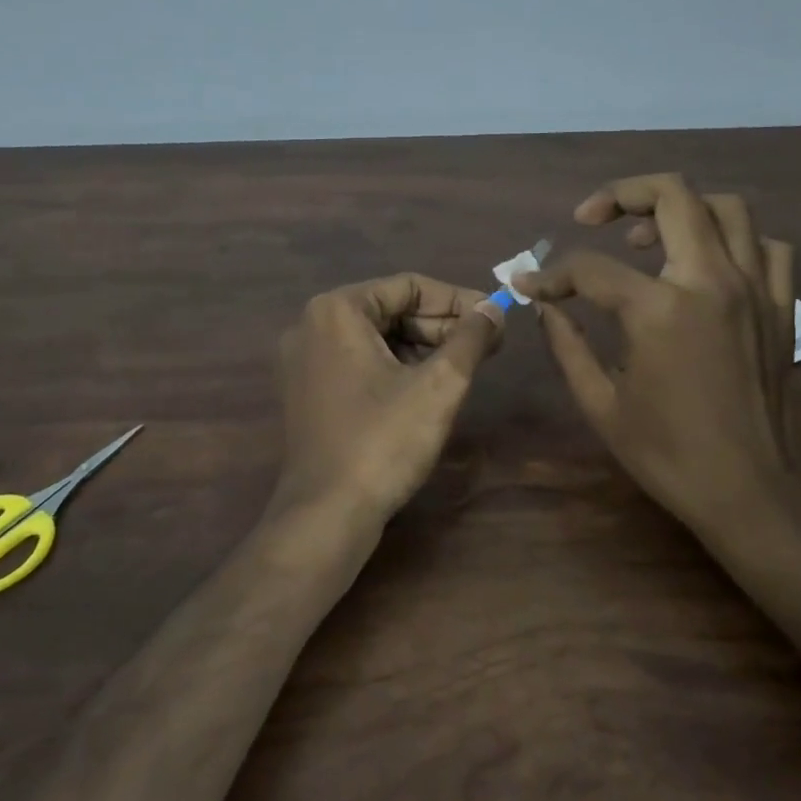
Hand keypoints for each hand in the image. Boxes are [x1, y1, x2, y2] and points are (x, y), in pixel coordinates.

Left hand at [272, 274, 503, 527]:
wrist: (327, 514)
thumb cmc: (383, 441)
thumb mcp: (439, 385)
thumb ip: (470, 337)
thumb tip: (494, 309)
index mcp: (337, 310)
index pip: (408, 286)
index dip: (458, 300)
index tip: (495, 318)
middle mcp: (311, 326)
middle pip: (390, 310)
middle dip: (441, 325)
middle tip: (487, 344)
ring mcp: (304, 361)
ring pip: (376, 338)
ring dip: (423, 346)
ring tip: (465, 365)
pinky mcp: (308, 392)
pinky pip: (359, 362)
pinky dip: (396, 367)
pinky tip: (430, 386)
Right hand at [514, 174, 800, 536]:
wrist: (750, 490)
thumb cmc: (667, 453)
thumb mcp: (600, 404)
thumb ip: (567, 344)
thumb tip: (544, 304)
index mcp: (659, 310)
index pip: (591, 268)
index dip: (552, 274)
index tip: (531, 285)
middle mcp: (710, 281)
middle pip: (672, 195)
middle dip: (621, 194)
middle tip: (591, 217)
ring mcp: (754, 288)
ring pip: (726, 207)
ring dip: (680, 207)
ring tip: (647, 237)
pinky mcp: (781, 305)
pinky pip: (766, 246)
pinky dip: (733, 240)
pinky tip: (706, 264)